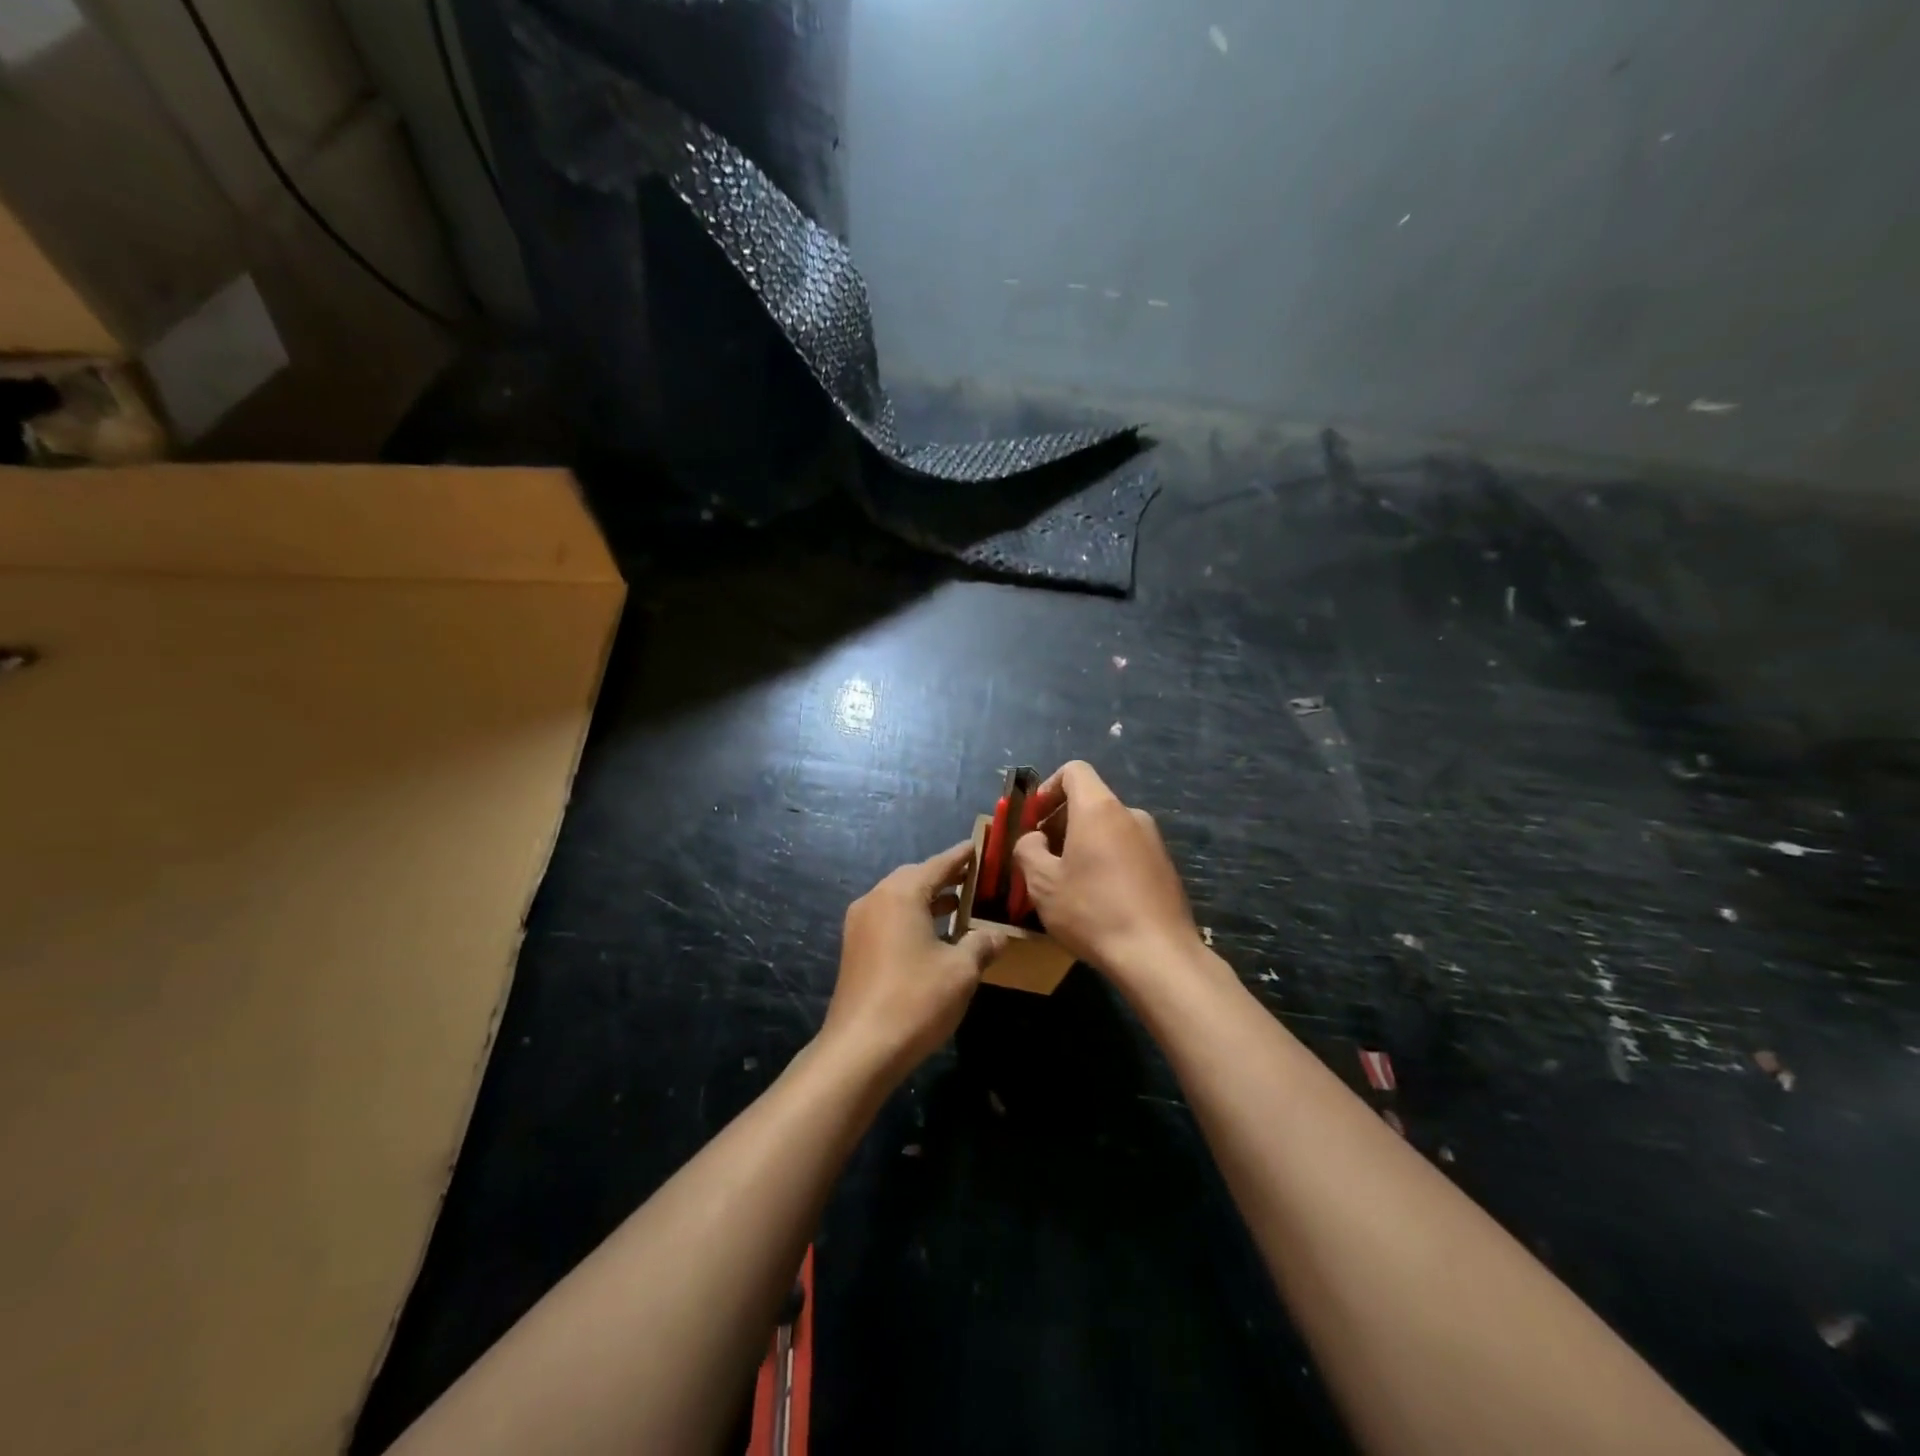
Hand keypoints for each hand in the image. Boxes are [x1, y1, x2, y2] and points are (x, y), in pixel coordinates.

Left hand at [820, 842, 1006, 1083]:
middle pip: (914, 878)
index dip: (961, 856)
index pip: (937, 864)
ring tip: (959, 904)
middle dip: (944, 877)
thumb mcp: (961, 971)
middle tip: (973, 878)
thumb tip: (998, 935)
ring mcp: (859, 925)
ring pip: (899, 899)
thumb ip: (981, 944)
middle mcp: (875, 900)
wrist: (860, 1049)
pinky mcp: (855, 949)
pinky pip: (888, 919)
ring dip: (928, 899)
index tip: (979, 846)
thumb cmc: (915, 1000)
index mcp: (900, 894)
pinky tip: (933, 935)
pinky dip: (912, 918)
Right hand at [1011, 761, 1200, 985]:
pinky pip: (1126, 851)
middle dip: (1061, 822)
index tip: (1034, 820)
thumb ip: (1029, 850)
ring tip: (1067, 884)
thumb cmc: (1093, 911)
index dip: (1048, 788)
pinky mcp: (1165, 867)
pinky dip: (1106, 862)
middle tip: (1042, 858)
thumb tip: (1036, 839)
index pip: (1074, 771)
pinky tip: (1097, 900)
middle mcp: (1130, 815)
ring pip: (1108, 829)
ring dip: (1082, 845)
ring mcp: (1153, 841)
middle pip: (1090, 802)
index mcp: (1099, 809)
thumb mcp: (1043, 883)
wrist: (1159, 955)